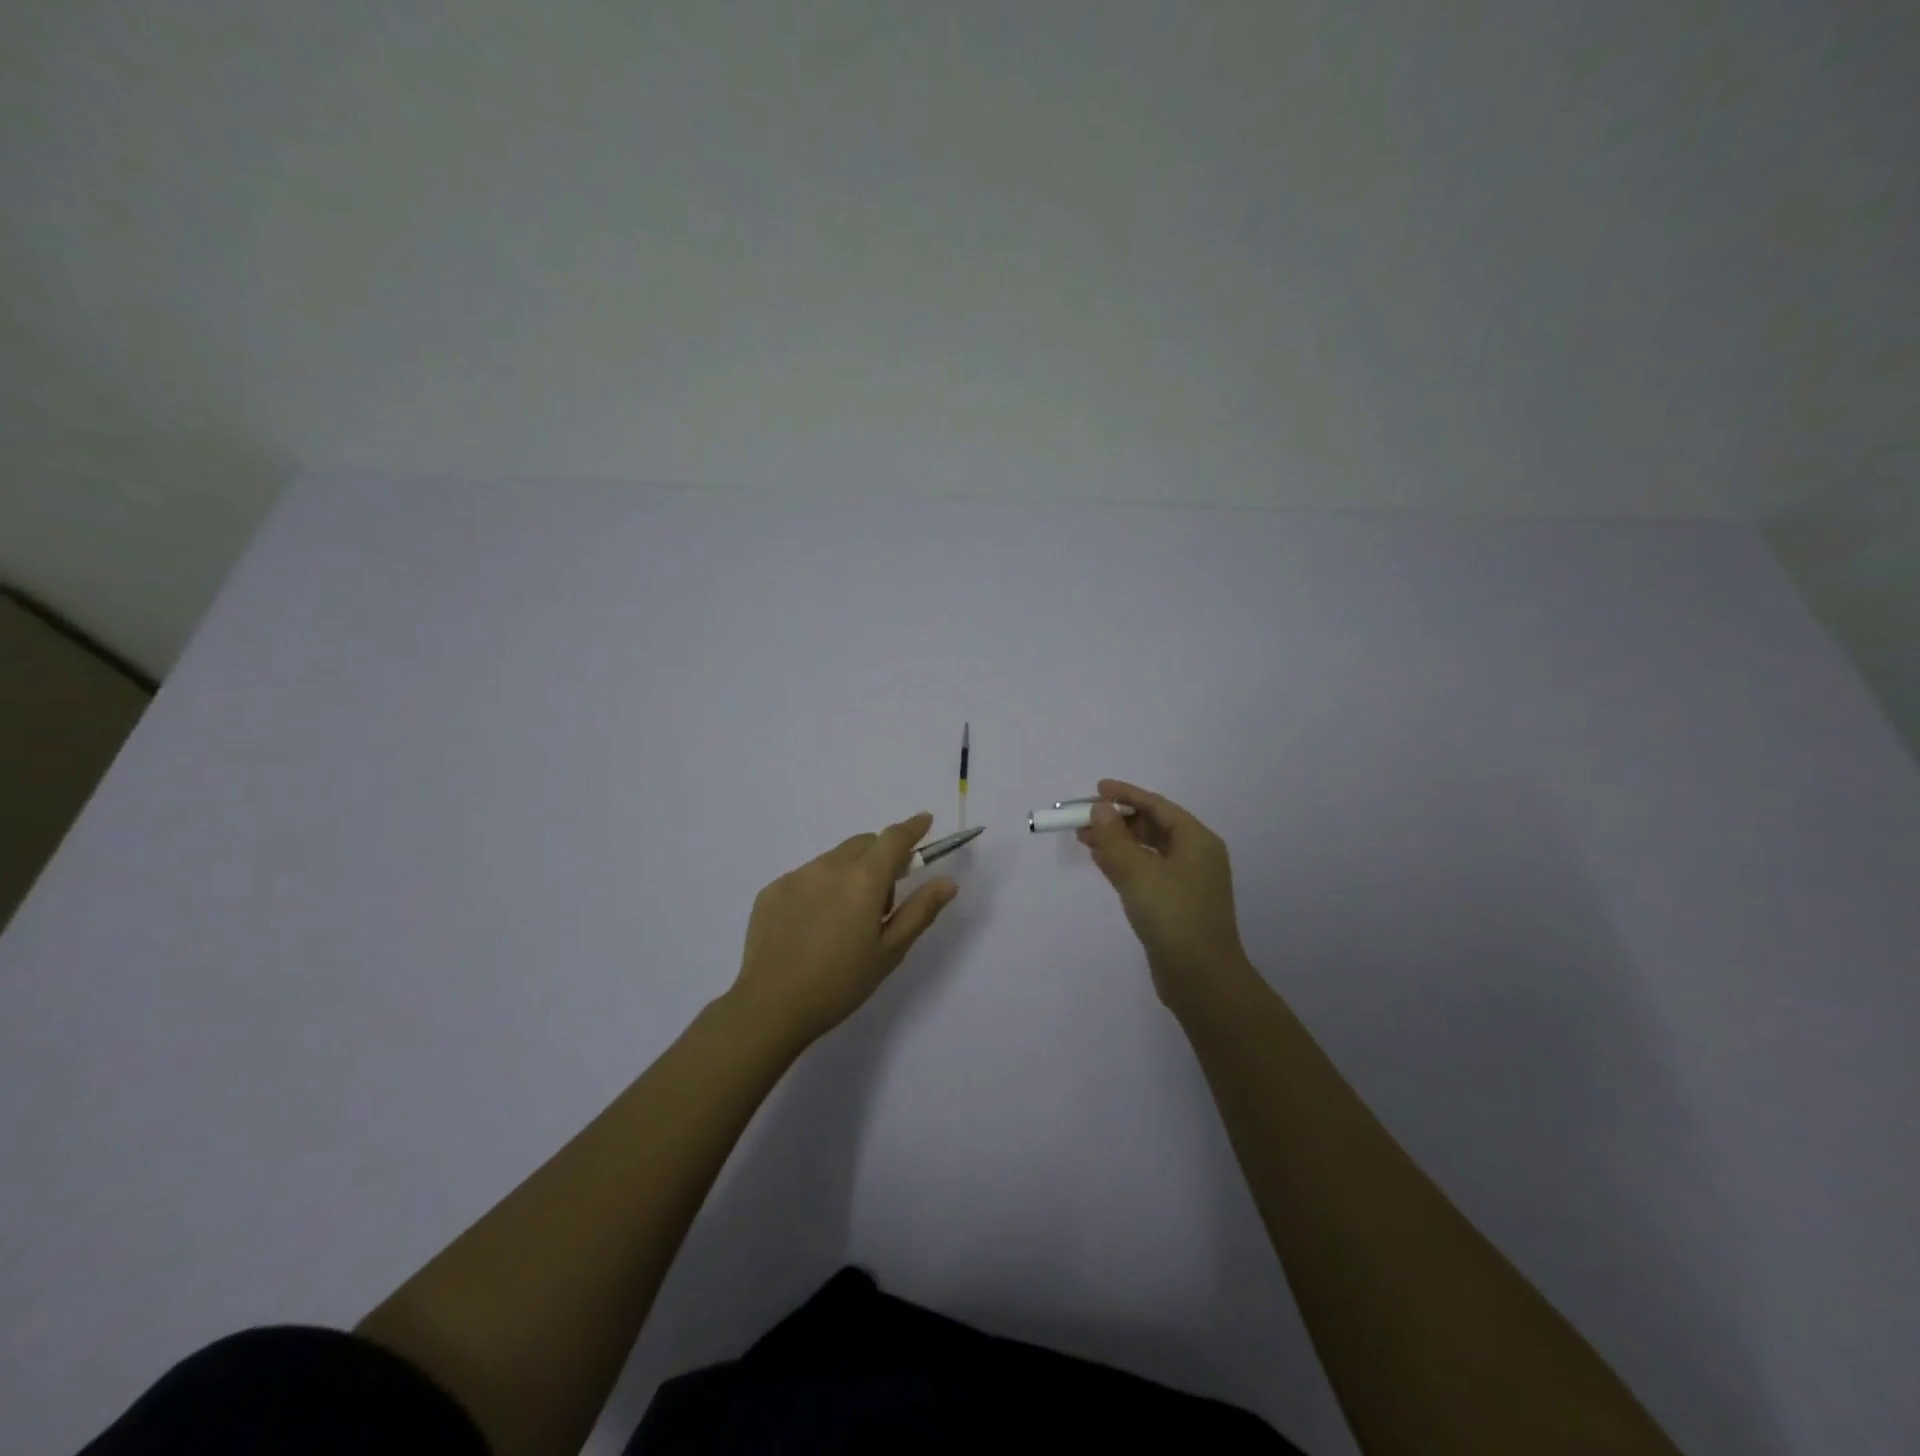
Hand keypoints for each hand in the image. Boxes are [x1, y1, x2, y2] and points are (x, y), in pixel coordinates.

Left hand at [726, 811, 958, 1046]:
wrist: (771, 1006)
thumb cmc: (840, 983)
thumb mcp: (890, 951)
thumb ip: (920, 911)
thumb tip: (948, 882)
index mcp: (864, 878)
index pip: (895, 838)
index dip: (913, 827)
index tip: (925, 821)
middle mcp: (830, 866)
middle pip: (864, 844)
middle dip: (881, 857)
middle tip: (883, 899)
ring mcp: (797, 875)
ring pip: (834, 859)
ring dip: (849, 873)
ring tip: (844, 920)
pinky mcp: (772, 890)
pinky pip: (806, 876)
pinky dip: (819, 888)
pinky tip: (813, 926)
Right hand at [1078, 779, 1250, 1007]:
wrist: (1201, 978)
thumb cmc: (1173, 916)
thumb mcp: (1138, 872)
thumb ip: (1114, 837)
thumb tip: (1100, 808)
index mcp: (1196, 840)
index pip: (1157, 805)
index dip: (1126, 795)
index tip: (1096, 788)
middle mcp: (1196, 855)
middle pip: (1153, 825)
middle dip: (1117, 819)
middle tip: (1083, 818)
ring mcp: (1187, 881)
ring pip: (1147, 850)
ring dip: (1117, 841)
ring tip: (1084, 838)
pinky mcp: (1176, 903)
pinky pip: (1147, 871)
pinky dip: (1124, 863)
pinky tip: (1101, 861)